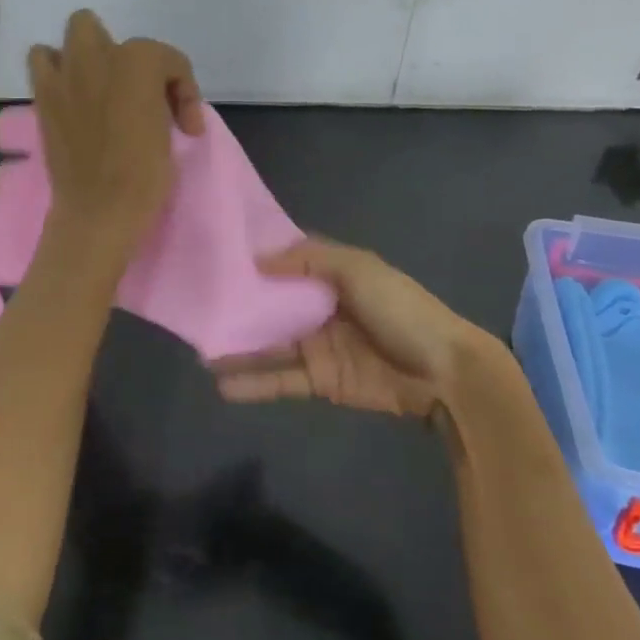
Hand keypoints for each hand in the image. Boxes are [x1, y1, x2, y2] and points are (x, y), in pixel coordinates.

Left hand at [29, 9, 203, 262]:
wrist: (99, 210)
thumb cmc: (144, 174)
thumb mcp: (169, 131)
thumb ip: (160, 102)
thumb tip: (154, 104)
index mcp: (137, 62)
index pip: (168, 61)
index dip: (184, 91)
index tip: (187, 128)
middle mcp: (97, 57)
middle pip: (112, 34)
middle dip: (128, 56)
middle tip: (138, 93)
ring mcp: (65, 75)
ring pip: (74, 35)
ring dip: (88, 54)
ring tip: (100, 88)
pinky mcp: (43, 97)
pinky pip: (43, 64)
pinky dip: (59, 73)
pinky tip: (74, 100)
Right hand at [210, 239, 502, 420]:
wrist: (444, 372)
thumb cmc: (402, 310)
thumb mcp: (359, 269)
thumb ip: (310, 259)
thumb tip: (258, 258)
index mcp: (331, 276)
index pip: (286, 263)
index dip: (255, 259)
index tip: (216, 255)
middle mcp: (319, 308)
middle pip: (271, 305)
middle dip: (238, 306)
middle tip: (195, 306)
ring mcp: (318, 346)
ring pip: (269, 344)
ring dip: (237, 348)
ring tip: (199, 351)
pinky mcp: (320, 381)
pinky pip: (280, 379)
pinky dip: (253, 383)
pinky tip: (223, 384)